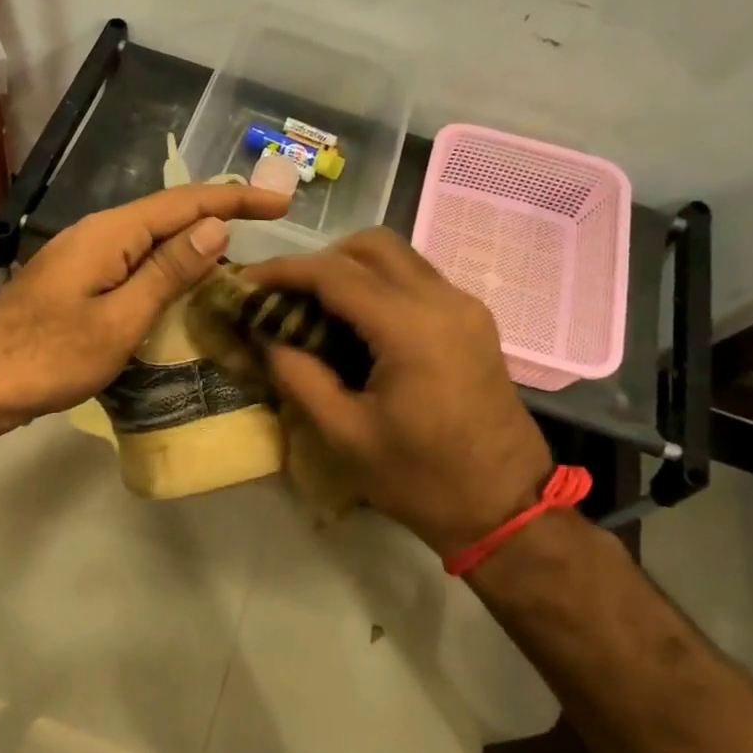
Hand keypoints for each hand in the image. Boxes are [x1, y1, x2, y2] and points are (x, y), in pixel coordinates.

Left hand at [0, 183, 291, 430]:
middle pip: (168, 214)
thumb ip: (167, 273)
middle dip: (219, 217)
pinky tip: (181, 284)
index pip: (186, 203)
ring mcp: (82, 255)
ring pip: (150, 238)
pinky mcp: (75, 280)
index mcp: (112, 233)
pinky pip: (132, 261)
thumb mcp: (119, 320)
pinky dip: (165, 266)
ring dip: (193, 243)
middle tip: (267, 229)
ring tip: (237, 257)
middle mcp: (97, 233)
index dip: (236, 201)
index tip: (281, 204)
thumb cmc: (49, 356)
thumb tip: (216, 229)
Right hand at [242, 229, 552, 558]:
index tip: (247, 281)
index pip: (335, 273)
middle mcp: (443, 301)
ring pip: (398, 257)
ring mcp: (465, 307)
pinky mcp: (474, 321)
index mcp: (410, 328)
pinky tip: (357, 324)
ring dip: (351, 268)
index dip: (284, 271)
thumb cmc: (420, 478)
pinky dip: (379, 284)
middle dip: (319, 260)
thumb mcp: (345, 435)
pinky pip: (418, 279)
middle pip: (371, 246)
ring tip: (315, 308)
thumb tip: (265, 338)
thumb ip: (299, 377)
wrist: (505, 506)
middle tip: (285, 295)